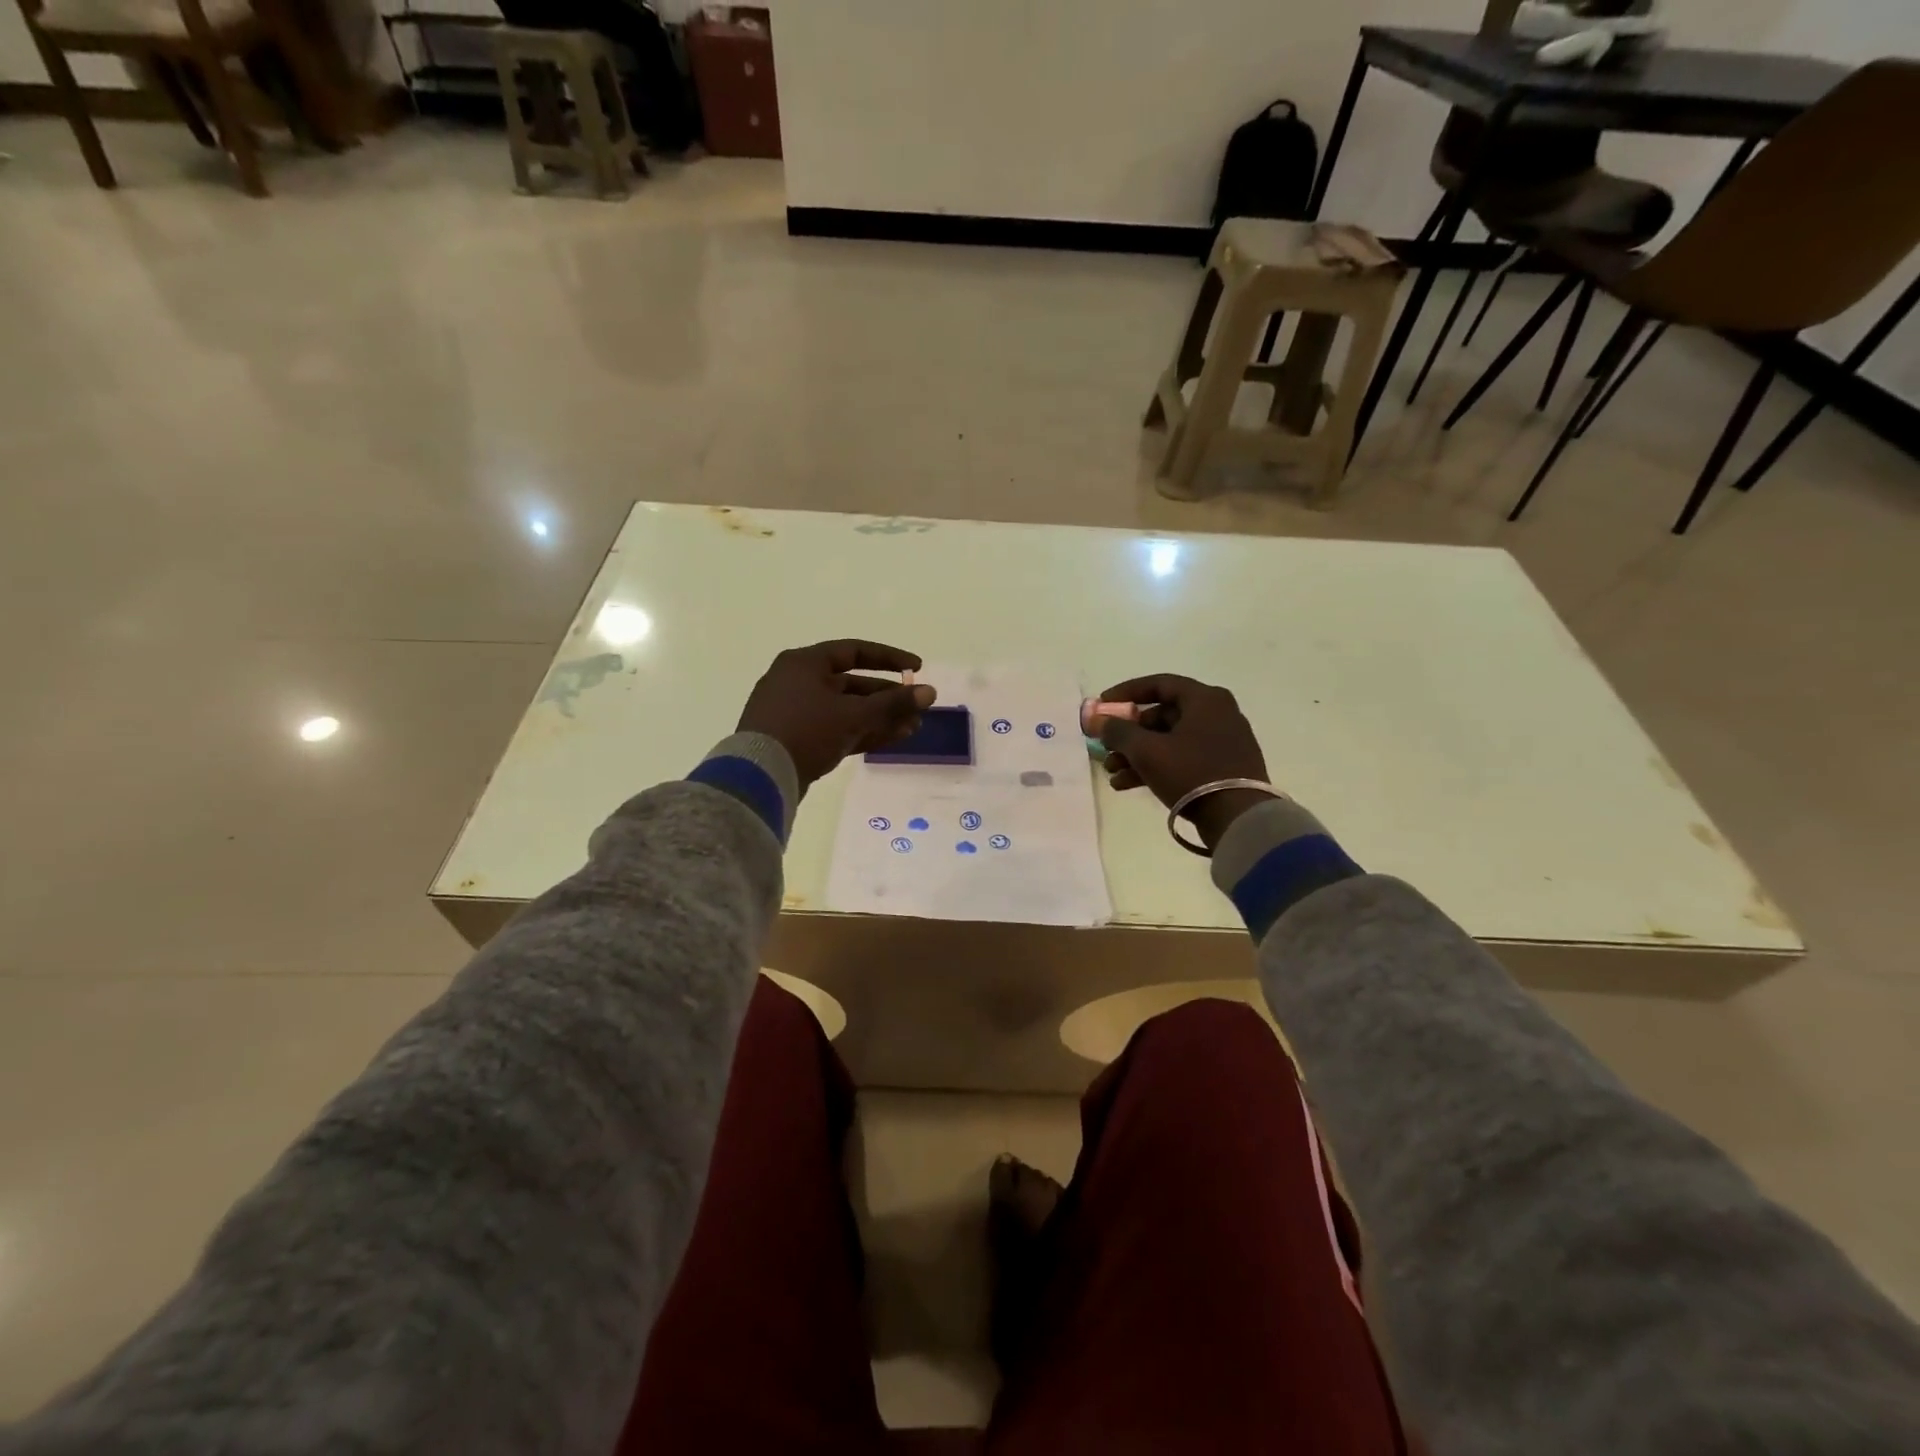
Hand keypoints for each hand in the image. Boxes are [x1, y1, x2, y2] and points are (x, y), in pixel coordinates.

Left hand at [737, 640, 936, 790]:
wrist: (760, 777)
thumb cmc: (806, 731)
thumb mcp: (853, 714)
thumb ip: (893, 704)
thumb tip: (930, 692)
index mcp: (805, 663)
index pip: (855, 651)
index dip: (890, 658)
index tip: (917, 669)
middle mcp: (798, 682)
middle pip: (852, 684)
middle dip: (888, 697)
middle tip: (917, 707)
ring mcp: (796, 712)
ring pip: (846, 710)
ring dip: (879, 718)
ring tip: (913, 727)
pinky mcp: (797, 739)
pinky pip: (836, 729)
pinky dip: (862, 732)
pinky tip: (892, 739)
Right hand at [1096, 674, 1270, 850]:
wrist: (1238, 818)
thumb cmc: (1191, 773)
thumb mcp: (1146, 750)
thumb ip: (1117, 731)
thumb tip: (1097, 719)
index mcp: (1205, 699)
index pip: (1159, 684)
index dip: (1125, 693)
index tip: (1102, 706)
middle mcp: (1217, 714)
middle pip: (1161, 716)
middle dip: (1128, 734)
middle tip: (1106, 747)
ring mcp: (1221, 742)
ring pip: (1169, 741)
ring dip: (1137, 754)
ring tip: (1111, 772)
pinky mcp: (1222, 768)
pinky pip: (1181, 759)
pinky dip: (1155, 767)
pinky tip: (1126, 784)